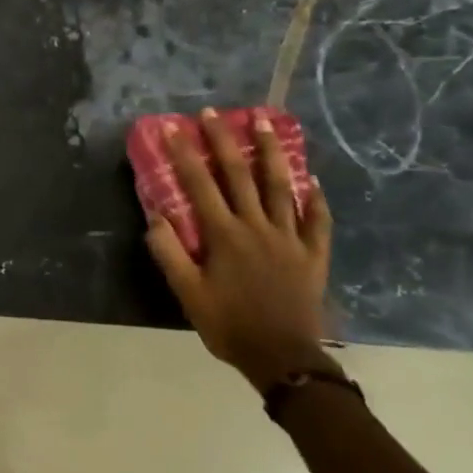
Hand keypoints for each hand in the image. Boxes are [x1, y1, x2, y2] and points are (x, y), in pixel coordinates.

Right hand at [144, 109, 334, 392]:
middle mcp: (257, 227)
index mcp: (225, 236)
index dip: (185, 154)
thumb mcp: (188, 293)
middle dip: (224, 141)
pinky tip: (311, 180)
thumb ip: (170, 252)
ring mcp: (290, 238)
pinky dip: (315, 198)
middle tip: (214, 113)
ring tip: (265, 123)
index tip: (174, 127)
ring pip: (281, 186)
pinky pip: (317, 220)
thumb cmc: (229, 325)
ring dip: (271, 152)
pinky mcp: (313, 254)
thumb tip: (156, 215)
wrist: (283, 360)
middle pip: (240, 175)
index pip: (200, 185)